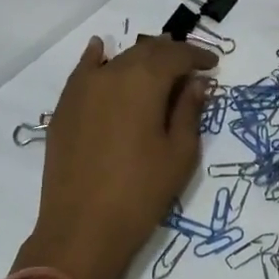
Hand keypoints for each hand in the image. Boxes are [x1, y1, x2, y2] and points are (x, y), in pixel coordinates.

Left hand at [23, 35, 216, 278]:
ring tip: (156, 66)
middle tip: (189, 66)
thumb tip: (196, 82)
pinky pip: (84, 71)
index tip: (213, 64)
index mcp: (144, 81)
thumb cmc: (141, 192)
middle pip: (146, 53)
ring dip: (140, 59)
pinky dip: (97, 58)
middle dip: (170, 55)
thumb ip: (189, 111)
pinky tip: (100, 50)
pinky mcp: (65, 107)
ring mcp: (83, 88)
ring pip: (117, 60)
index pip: (176, 55)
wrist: (82, 228)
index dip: (197, 56)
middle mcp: (111, 73)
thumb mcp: (179, 153)